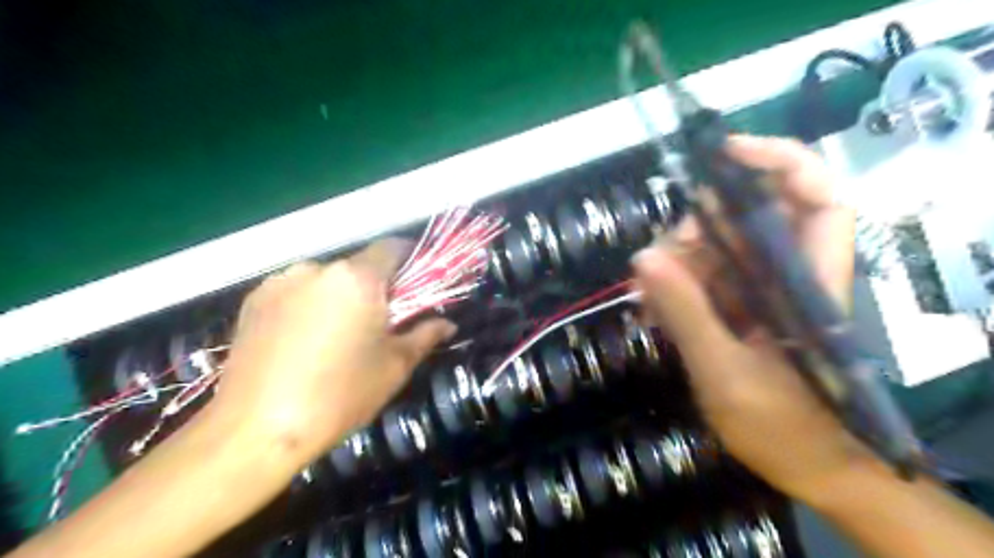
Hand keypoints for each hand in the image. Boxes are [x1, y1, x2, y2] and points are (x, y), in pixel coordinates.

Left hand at [212, 241, 456, 470]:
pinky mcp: (253, 300)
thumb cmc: (339, 396)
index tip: (416, 282)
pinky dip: (309, 305)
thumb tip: (447, 324)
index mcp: (357, 278)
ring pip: (326, 280)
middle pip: (358, 266)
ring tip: (336, 336)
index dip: (409, 259)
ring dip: (340, 296)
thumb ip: (425, 335)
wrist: (254, 432)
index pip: (392, 247)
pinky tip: (303, 341)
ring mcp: (280, 282)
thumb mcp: (394, 366)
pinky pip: (296, 292)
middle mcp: (317, 268)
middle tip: (378, 322)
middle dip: (374, 287)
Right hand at [632, 135, 867, 504]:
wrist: (806, 467)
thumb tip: (643, 258)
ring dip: (675, 261)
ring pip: (716, 247)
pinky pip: (700, 277)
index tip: (724, 152)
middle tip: (660, 259)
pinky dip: (672, 285)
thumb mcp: (726, 374)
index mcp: (809, 283)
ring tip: (646, 292)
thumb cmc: (782, 428)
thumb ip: (688, 314)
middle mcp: (786, 274)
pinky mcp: (737, 306)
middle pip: (749, 218)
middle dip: (699, 227)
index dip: (780, 163)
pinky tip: (651, 307)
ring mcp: (759, 289)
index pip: (818, 201)